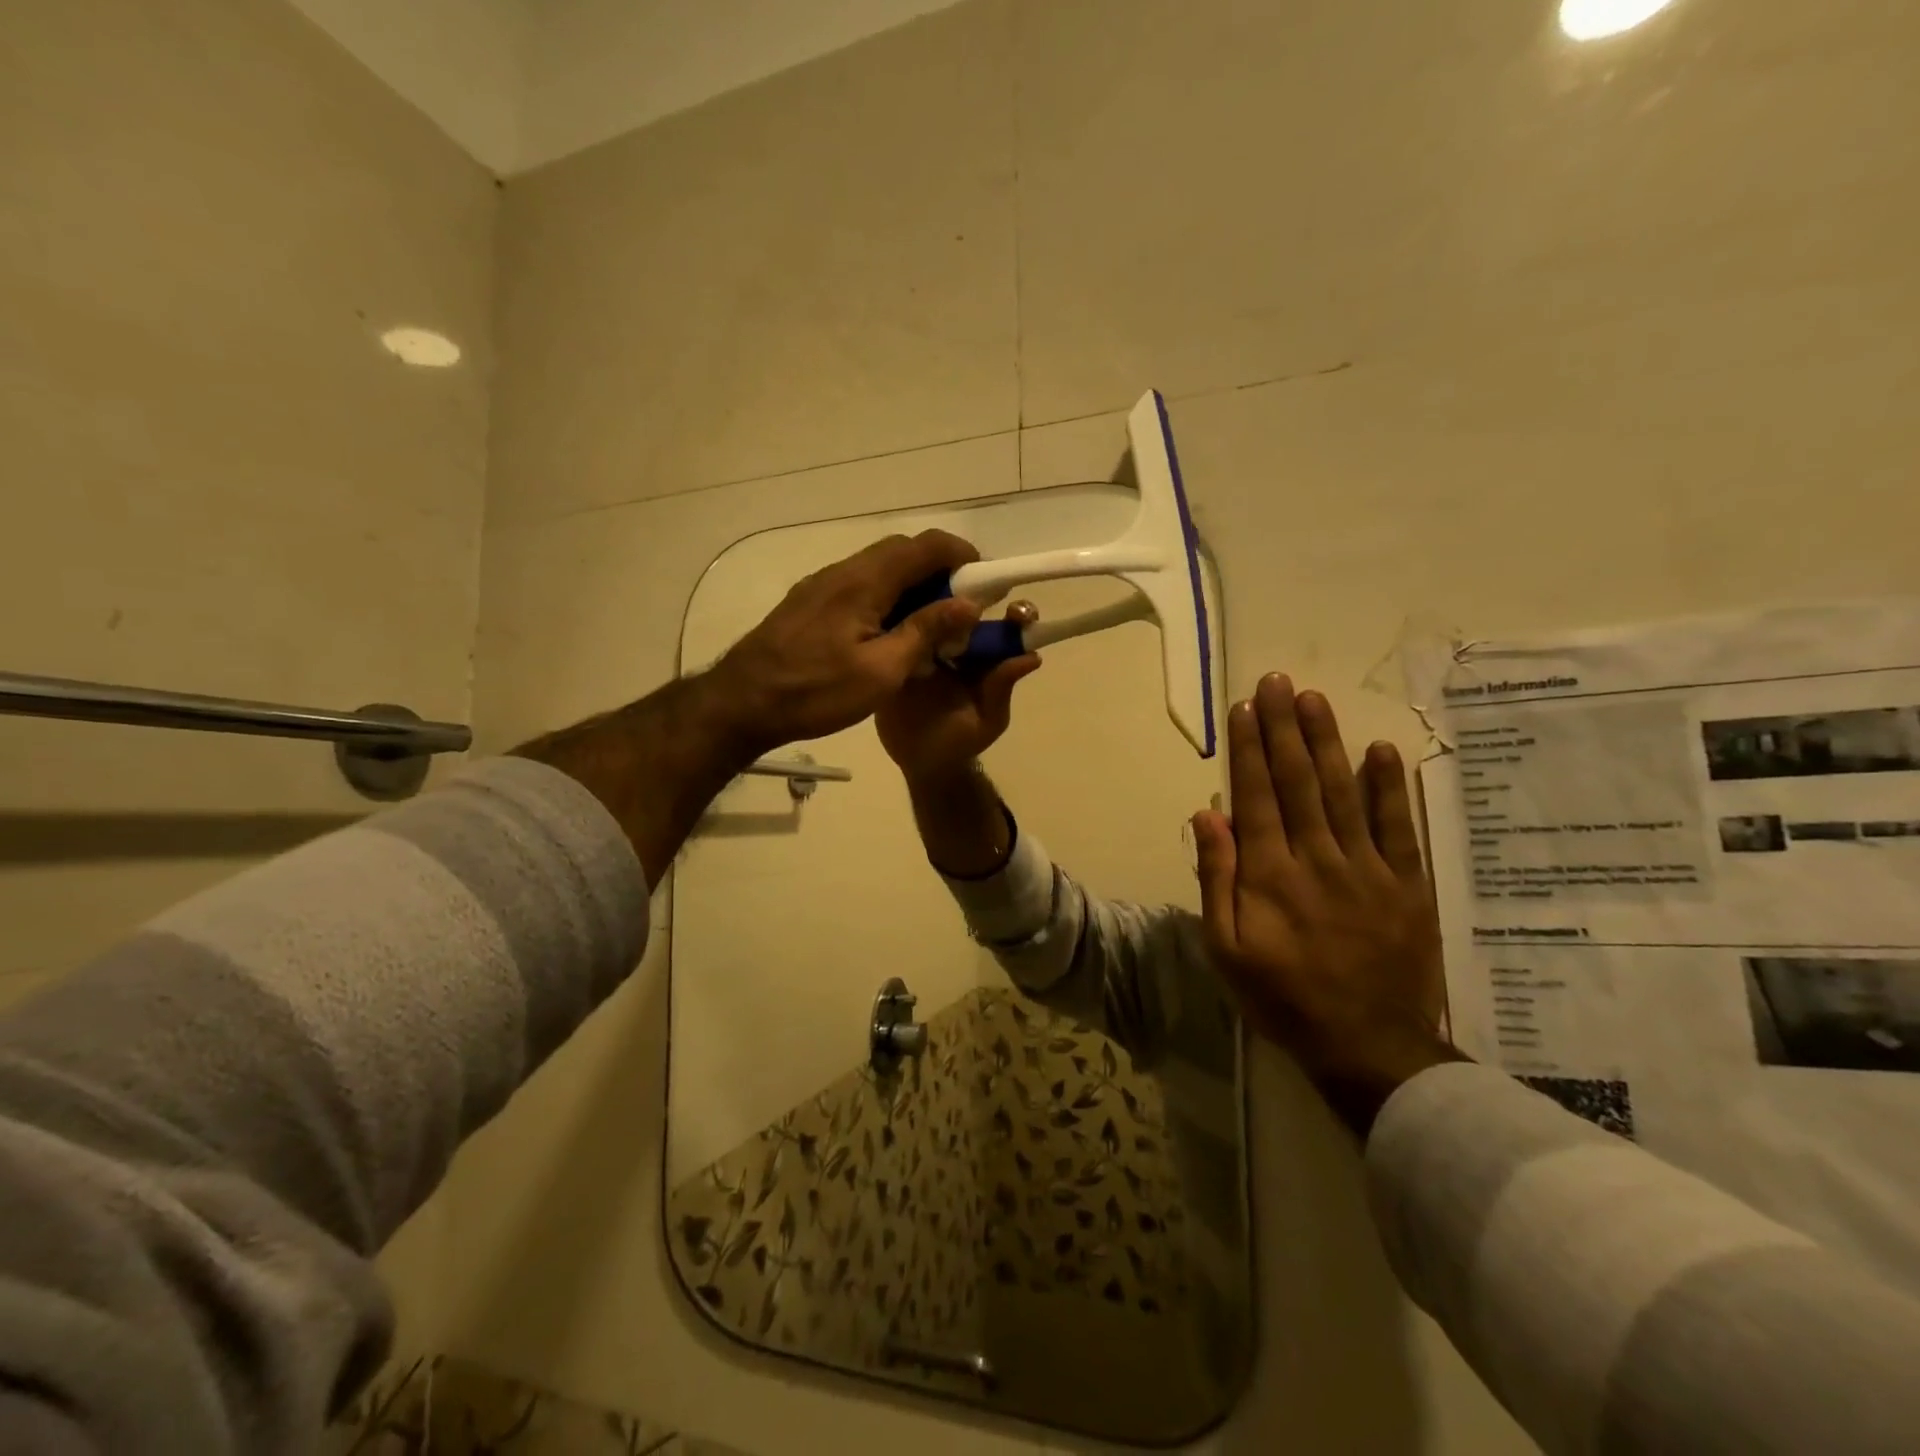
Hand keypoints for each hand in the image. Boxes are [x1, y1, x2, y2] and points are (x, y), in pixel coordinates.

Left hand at [709, 531, 982, 758]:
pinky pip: (860, 588)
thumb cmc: (815, 691)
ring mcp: (822, 586)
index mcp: (864, 581)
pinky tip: (891, 635)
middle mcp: (843, 571)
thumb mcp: (881, 671)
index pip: (925, 545)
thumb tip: (968, 603)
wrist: (741, 704)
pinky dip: (888, 600)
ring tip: (931, 627)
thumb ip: (925, 631)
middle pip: (903, 553)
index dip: (962, 555)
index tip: (986, 582)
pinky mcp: (810, 603)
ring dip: (913, 588)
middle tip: (961, 610)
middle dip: (940, 572)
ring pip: (880, 570)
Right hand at [876, 605, 1041, 782]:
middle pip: (964, 611)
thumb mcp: (988, 719)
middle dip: (966, 598)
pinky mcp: (895, 653)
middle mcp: (956, 643)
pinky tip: (896, 609)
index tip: (1015, 611)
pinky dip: (898, 621)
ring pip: (930, 615)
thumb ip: (1002, 689)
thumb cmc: (960, 741)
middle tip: (964, 600)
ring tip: (927, 600)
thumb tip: (1031, 656)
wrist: (919, 761)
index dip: (1012, 615)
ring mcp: (924, 645)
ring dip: (928, 604)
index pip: (1002, 627)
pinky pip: (898, 633)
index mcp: (984, 656)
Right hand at [1192, 674, 1462, 1134]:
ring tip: (1314, 699)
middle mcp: (1317, 858)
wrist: (1368, 1047)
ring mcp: (1367, 869)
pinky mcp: (1407, 885)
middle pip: (1298, 781)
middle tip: (1277, 681)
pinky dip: (1390, 788)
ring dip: (1327, 741)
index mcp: (1270, 874)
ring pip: (1344, 792)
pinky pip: (1399, 828)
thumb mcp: (1226, 949)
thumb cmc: (1283, 998)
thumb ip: (1216, 879)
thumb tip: (1206, 816)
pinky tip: (1381, 750)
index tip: (1243, 708)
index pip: (1255, 796)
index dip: (1247, 749)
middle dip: (1284, 727)